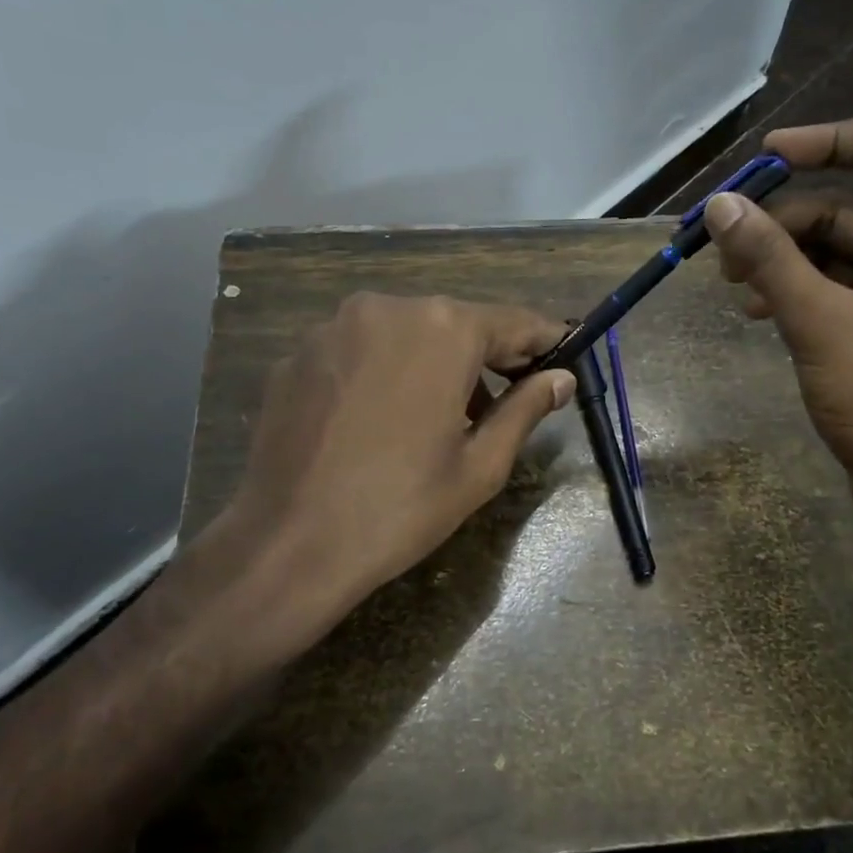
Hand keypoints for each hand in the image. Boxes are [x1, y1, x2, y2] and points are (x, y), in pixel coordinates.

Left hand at [218, 292, 574, 631]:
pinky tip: (379, 422)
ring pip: (405, 334)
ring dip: (431, 364)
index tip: (562, 361)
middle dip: (484, 358)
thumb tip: (561, 378)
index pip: (513, 323)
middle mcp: (387, 308)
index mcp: (443, 329)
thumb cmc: (401, 508)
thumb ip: (526, 409)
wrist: (290, 544)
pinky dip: (383, 373)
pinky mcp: (297, 354)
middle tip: (500, 405)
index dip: (543, 342)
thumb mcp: (480, 465)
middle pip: (456, 324)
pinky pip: (360, 351)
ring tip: (436, 420)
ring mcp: (333, 327)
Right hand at [702, 109, 852, 501]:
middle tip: (724, 252)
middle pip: (850, 205)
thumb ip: (768, 256)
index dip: (828, 139)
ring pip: (840, 253)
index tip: (766, 160)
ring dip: (785, 262)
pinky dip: (802, 294)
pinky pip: (843, 291)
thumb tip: (720, 204)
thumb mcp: (819, 319)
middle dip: (784, 222)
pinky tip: (761, 315)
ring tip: (735, 290)